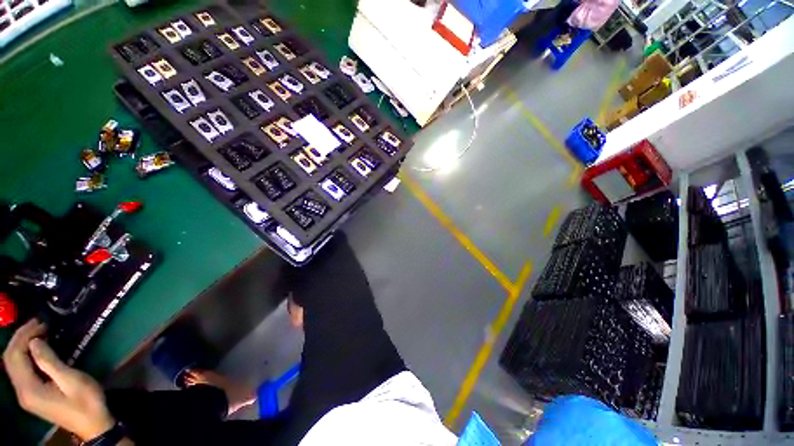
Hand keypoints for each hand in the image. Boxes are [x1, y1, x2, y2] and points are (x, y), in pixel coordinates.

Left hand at [3, 320, 115, 440]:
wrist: (93, 424)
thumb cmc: (85, 401)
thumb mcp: (71, 381)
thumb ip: (50, 362)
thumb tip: (35, 341)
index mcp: (29, 389)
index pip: (14, 356)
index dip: (23, 336)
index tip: (40, 322)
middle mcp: (21, 392)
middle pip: (10, 359)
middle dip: (20, 338)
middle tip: (38, 323)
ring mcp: (26, 395)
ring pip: (13, 364)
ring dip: (22, 345)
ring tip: (38, 331)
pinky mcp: (32, 395)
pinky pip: (20, 370)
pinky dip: (26, 355)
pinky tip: (38, 349)